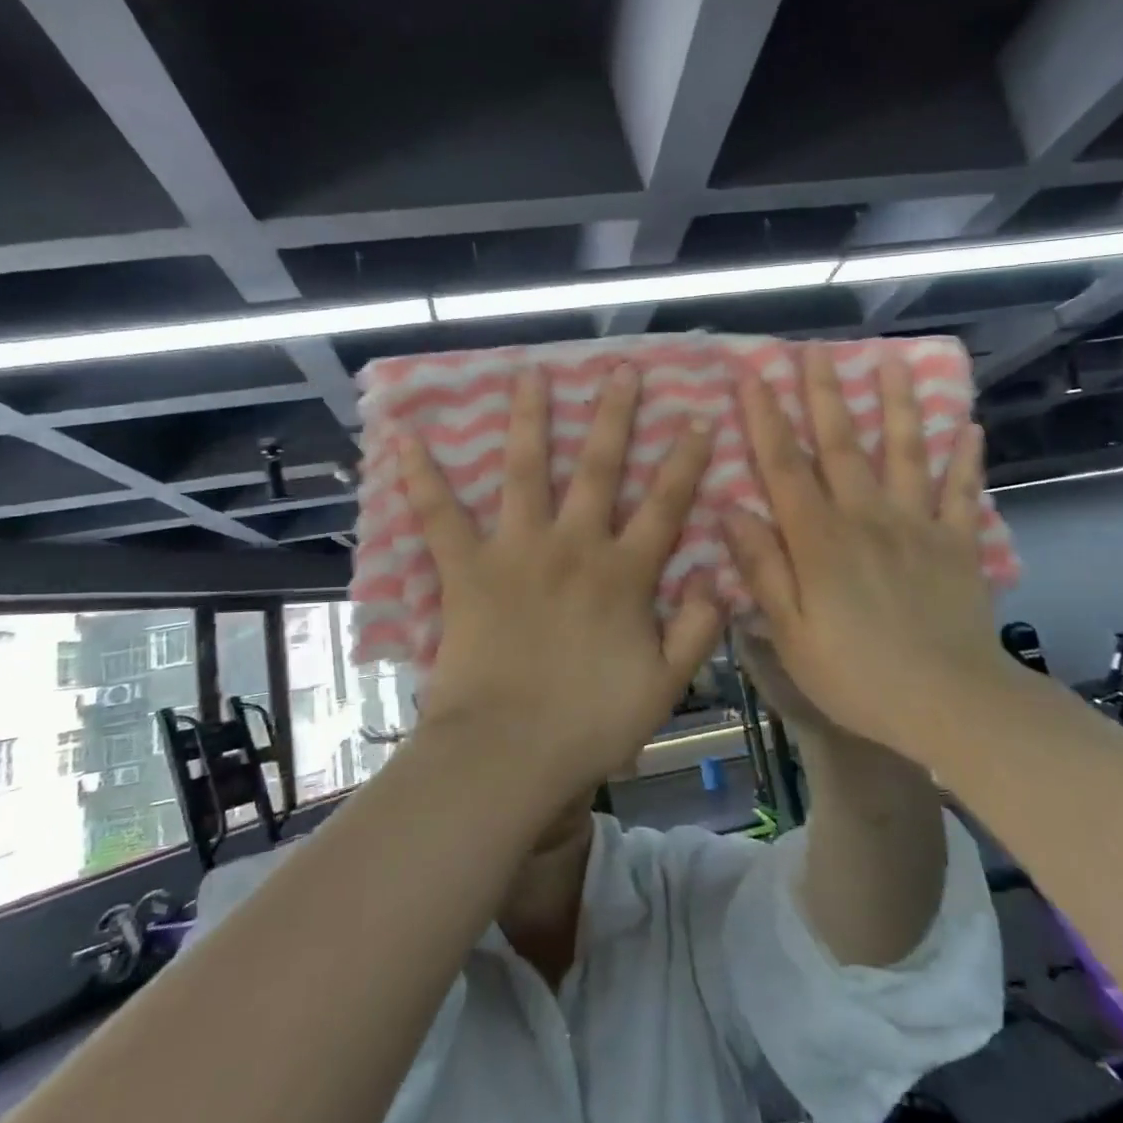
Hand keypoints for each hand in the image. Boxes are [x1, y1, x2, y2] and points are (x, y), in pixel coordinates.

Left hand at [400, 364, 723, 794]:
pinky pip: (440, 516)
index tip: (699, 418)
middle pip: (597, 468)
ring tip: (530, 374)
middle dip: (613, 416)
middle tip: (621, 370)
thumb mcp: (664, 686)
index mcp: (623, 574)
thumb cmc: (589, 725)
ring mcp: (517, 551)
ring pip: (525, 471)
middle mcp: (573, 547)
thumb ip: (695, 631)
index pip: (664, 505)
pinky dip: (422, 477)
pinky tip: (406, 437)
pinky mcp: (467, 569)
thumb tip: (716, 580)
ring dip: (529, 419)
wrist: (508, 753)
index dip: (685, 462)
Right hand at [722, 346, 1019, 762]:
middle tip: (813, 349)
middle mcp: (867, 516)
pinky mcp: (957, 543)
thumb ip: (762, 568)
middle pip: (841, 444)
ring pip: (905, 452)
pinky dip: (966, 459)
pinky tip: (970, 427)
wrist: (950, 703)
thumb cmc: (857, 674)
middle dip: (823, 393)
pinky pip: (962, 492)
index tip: (752, 375)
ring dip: (896, 404)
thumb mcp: (790, 633)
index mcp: (819, 539)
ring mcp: (917, 525)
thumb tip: (730, 510)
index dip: (765, 418)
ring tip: (892, 362)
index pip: (784, 466)